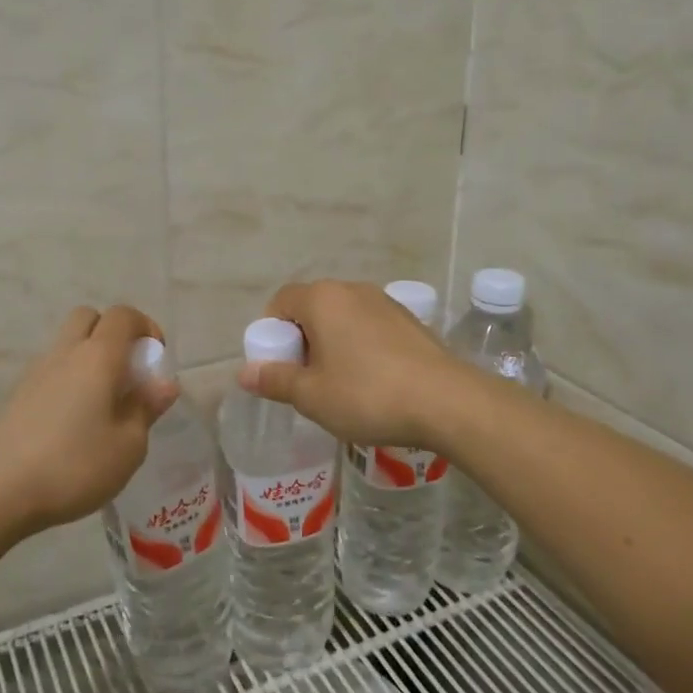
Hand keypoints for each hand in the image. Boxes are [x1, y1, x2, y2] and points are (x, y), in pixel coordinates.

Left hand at [0, 305, 179, 536]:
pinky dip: (69, 381)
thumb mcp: (128, 446)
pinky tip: (74, 423)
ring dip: (89, 359)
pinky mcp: (17, 396)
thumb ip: (146, 409)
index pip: (123, 315)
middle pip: (89, 318)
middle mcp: (65, 353)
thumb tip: (163, 384)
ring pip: (67, 344)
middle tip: (127, 373)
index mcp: (98, 357)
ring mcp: (36, 372)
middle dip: (113, 334)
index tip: (156, 360)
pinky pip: (51, 371)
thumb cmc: (74, 465)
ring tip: (103, 403)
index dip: (146, 328)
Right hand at [236, 280, 464, 447]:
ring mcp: (386, 302)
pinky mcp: (410, 320)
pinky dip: (361, 346)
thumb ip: (275, 380)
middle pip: (312, 307)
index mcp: (323, 299)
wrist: (447, 402)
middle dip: (302, 340)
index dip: (271, 332)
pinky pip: (370, 327)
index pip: (281, 301)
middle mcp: (353, 290)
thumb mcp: (312, 395)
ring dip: (332, 343)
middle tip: (306, 379)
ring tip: (340, 384)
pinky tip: (373, 381)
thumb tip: (244, 372)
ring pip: (343, 317)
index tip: (278, 366)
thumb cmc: (368, 395)